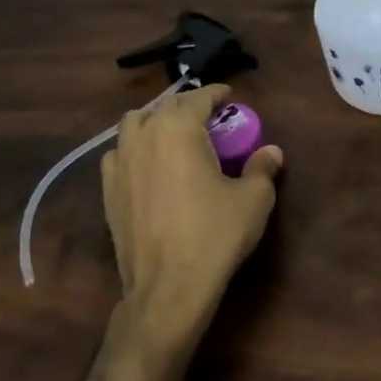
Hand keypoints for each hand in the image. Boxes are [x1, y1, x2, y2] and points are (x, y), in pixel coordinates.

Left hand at [101, 85, 283, 346]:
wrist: (168, 287)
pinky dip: (133, 148)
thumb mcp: (253, 200)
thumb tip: (272, 151)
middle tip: (208, 117)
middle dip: (188, 106)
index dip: (216, 94)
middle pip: (165, 106)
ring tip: (172, 134)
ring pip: (134, 123)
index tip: (229, 96)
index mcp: (179, 129)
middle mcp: (145, 135)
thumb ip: (262, 168)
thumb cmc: (214, 235)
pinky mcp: (108, 189)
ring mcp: (121, 161)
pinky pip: (118, 153)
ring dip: (155, 120)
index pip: (198, 98)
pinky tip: (146, 164)